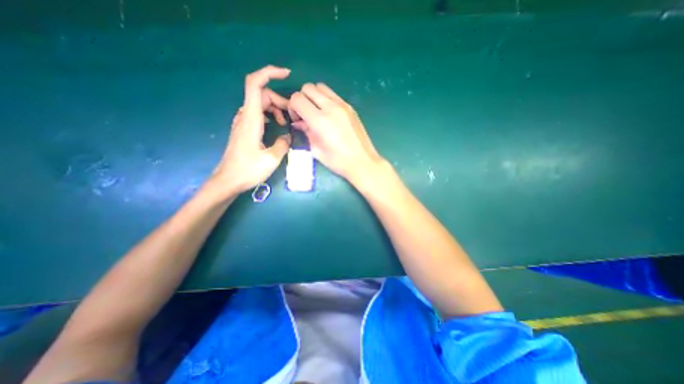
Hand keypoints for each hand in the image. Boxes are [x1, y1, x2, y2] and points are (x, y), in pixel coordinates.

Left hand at [210, 64, 291, 195]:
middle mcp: (245, 116)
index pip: (255, 84)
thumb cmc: (248, 170)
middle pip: (262, 94)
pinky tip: (276, 126)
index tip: (286, 74)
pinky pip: (257, 113)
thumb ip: (283, 143)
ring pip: (260, 103)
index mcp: (251, 119)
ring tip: (284, 123)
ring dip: (275, 108)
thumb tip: (288, 135)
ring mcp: (243, 122)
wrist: (228, 180)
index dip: (269, 73)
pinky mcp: (244, 128)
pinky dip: (269, 114)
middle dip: (279, 100)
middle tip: (292, 116)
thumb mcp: (272, 159)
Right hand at [287, 83, 383, 185]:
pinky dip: (326, 99)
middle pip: (308, 87)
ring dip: (314, 96)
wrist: (363, 162)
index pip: (297, 98)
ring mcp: (343, 105)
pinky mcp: (350, 107)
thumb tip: (299, 123)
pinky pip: (333, 94)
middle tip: (306, 115)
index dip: (292, 108)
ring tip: (317, 113)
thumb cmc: (338, 161)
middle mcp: (331, 107)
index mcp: (320, 120)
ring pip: (321, 87)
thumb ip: (306, 132)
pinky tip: (329, 115)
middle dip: (302, 99)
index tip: (297, 120)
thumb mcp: (316, 150)